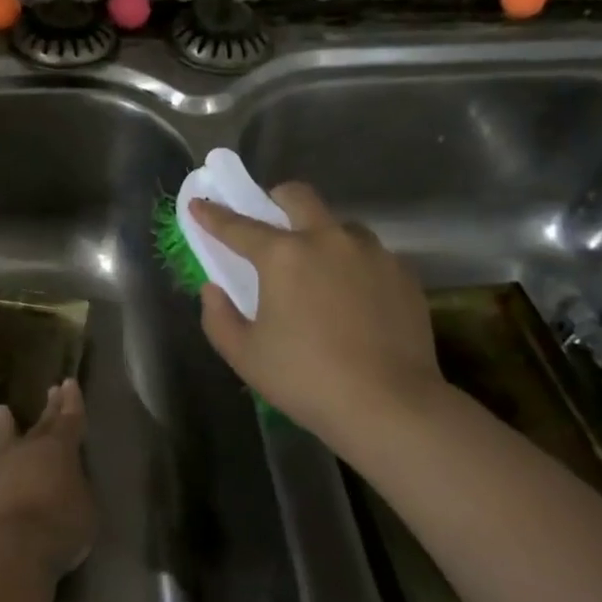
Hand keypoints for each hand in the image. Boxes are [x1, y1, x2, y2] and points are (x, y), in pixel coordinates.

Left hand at [0, 379, 95, 578]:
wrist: (15, 546)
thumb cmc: (62, 523)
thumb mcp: (86, 507)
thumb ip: (77, 490)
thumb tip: (68, 488)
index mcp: (60, 449)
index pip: (71, 419)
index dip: (72, 401)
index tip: (69, 382)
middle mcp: (29, 453)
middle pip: (42, 425)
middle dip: (50, 407)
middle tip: (52, 389)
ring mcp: (2, 474)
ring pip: (4, 445)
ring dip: (3, 428)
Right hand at [192, 184, 445, 444]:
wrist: (390, 405)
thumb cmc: (307, 379)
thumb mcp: (245, 356)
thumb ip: (219, 317)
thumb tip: (214, 290)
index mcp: (284, 255)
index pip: (239, 226)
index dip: (214, 215)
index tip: (199, 205)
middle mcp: (328, 239)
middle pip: (298, 197)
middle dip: (275, 200)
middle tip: (268, 222)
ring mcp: (372, 253)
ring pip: (340, 225)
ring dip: (321, 234)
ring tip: (318, 269)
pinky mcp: (403, 273)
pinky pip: (370, 256)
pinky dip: (353, 265)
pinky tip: (353, 299)